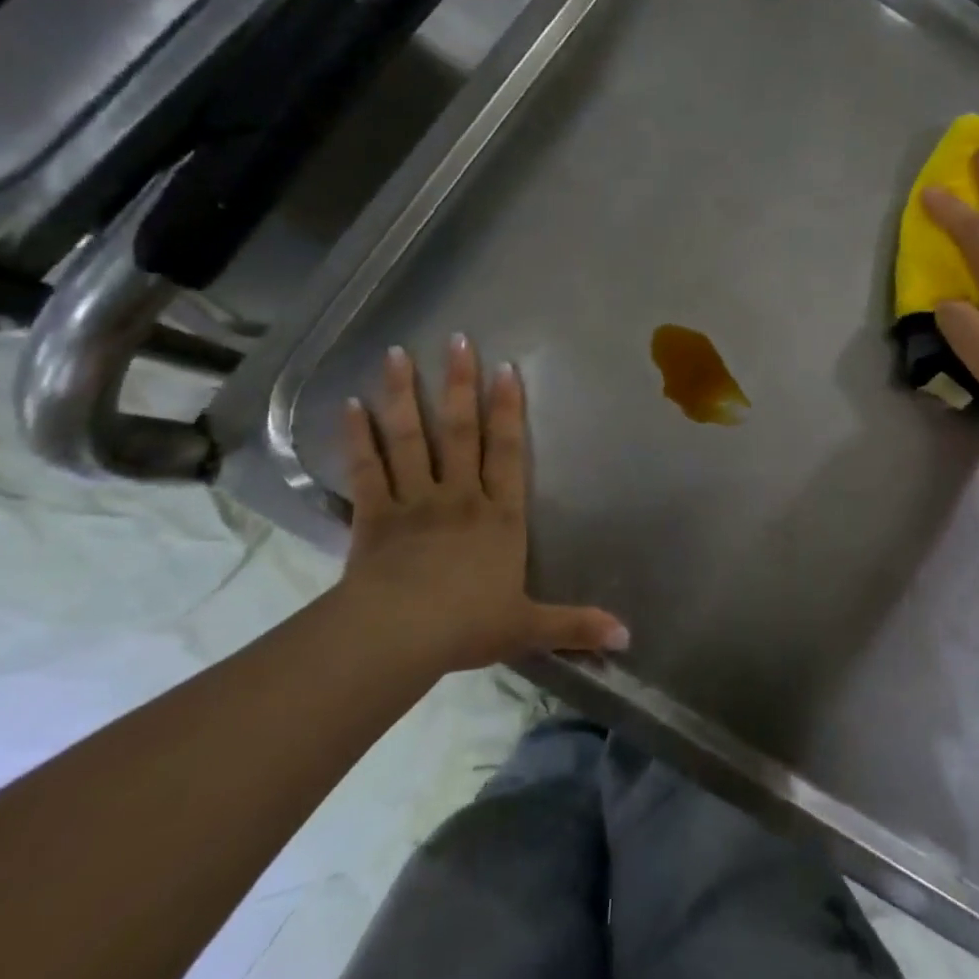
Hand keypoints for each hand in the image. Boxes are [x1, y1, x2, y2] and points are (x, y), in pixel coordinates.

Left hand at [336, 338, 628, 674]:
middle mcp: (459, 496)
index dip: (508, 409)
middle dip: (460, 383)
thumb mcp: (528, 627)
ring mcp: (414, 501)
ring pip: (409, 438)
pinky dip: (357, 437)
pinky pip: (366, 469)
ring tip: (396, 353)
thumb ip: (577, 625)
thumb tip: (629, 638)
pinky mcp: (374, 515)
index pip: (507, 451)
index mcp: (499, 516)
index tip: (505, 369)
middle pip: (460, 430)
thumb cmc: (467, 625)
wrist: (399, 636)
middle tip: (457, 339)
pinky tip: (348, 405)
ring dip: (403, 395)